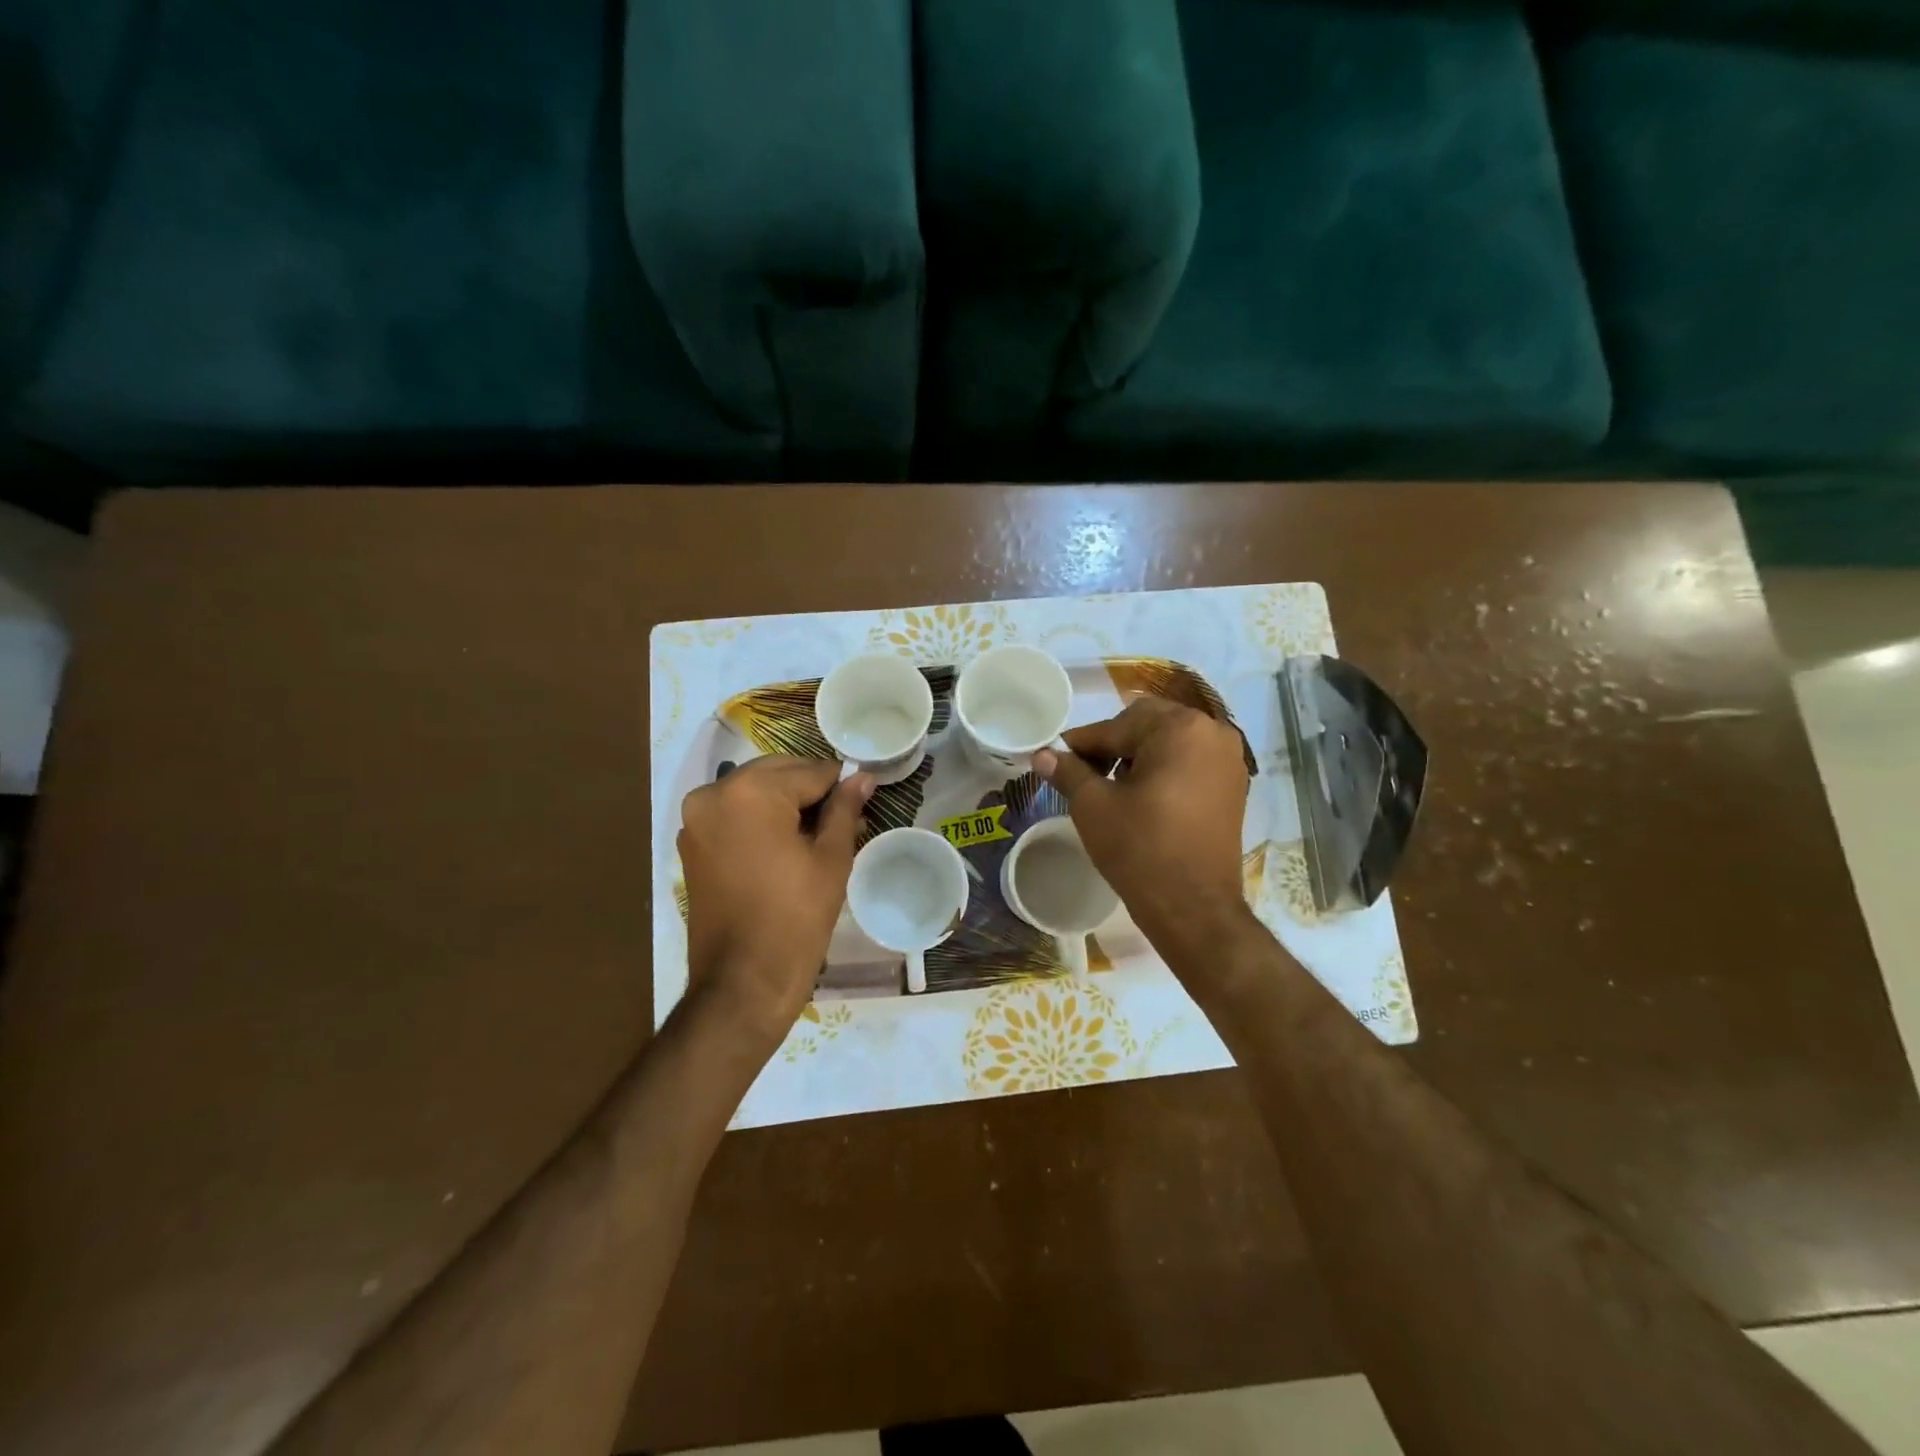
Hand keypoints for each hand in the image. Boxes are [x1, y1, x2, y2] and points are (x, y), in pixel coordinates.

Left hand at [677, 757, 872, 1054]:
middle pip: (778, 774)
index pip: (811, 771)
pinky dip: (761, 821)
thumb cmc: (796, 917)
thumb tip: (863, 777)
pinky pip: (734, 815)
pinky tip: (788, 845)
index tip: (862, 800)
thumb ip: (845, 809)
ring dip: (786, 805)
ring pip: (755, 793)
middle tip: (844, 819)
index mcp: (751, 791)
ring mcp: (697, 819)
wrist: (742, 982)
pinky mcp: (692, 844)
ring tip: (820, 835)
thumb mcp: (831, 858)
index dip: (841, 786)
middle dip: (811, 791)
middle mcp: (714, 793)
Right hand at [1035, 698, 1251, 958]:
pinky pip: (1190, 761)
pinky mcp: (1233, 785)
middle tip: (1084, 773)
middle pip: (1147, 724)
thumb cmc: (1140, 849)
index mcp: (1179, 728)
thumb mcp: (1093, 806)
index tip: (1055, 758)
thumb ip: (1067, 771)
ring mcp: (1229, 758)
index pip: (1116, 726)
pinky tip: (1142, 796)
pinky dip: (1163, 769)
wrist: (1193, 908)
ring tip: (1112, 787)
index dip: (1081, 744)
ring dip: (1138, 755)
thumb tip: (1042, 754)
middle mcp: (1212, 731)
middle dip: (1113, 744)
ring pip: (1170, 741)